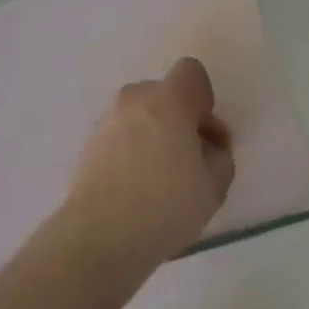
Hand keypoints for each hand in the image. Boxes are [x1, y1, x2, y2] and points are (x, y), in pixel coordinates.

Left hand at [57, 58, 235, 285]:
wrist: (100, 236)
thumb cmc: (166, 205)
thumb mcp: (215, 184)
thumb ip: (219, 154)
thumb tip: (205, 145)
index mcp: (168, 99)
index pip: (191, 72)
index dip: (203, 100)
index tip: (204, 135)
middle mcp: (134, 100)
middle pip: (164, 94)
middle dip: (179, 118)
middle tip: (188, 160)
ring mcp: (107, 120)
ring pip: (141, 116)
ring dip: (154, 134)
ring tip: (160, 179)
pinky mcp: (89, 145)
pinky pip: (121, 136)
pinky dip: (132, 151)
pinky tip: (137, 188)